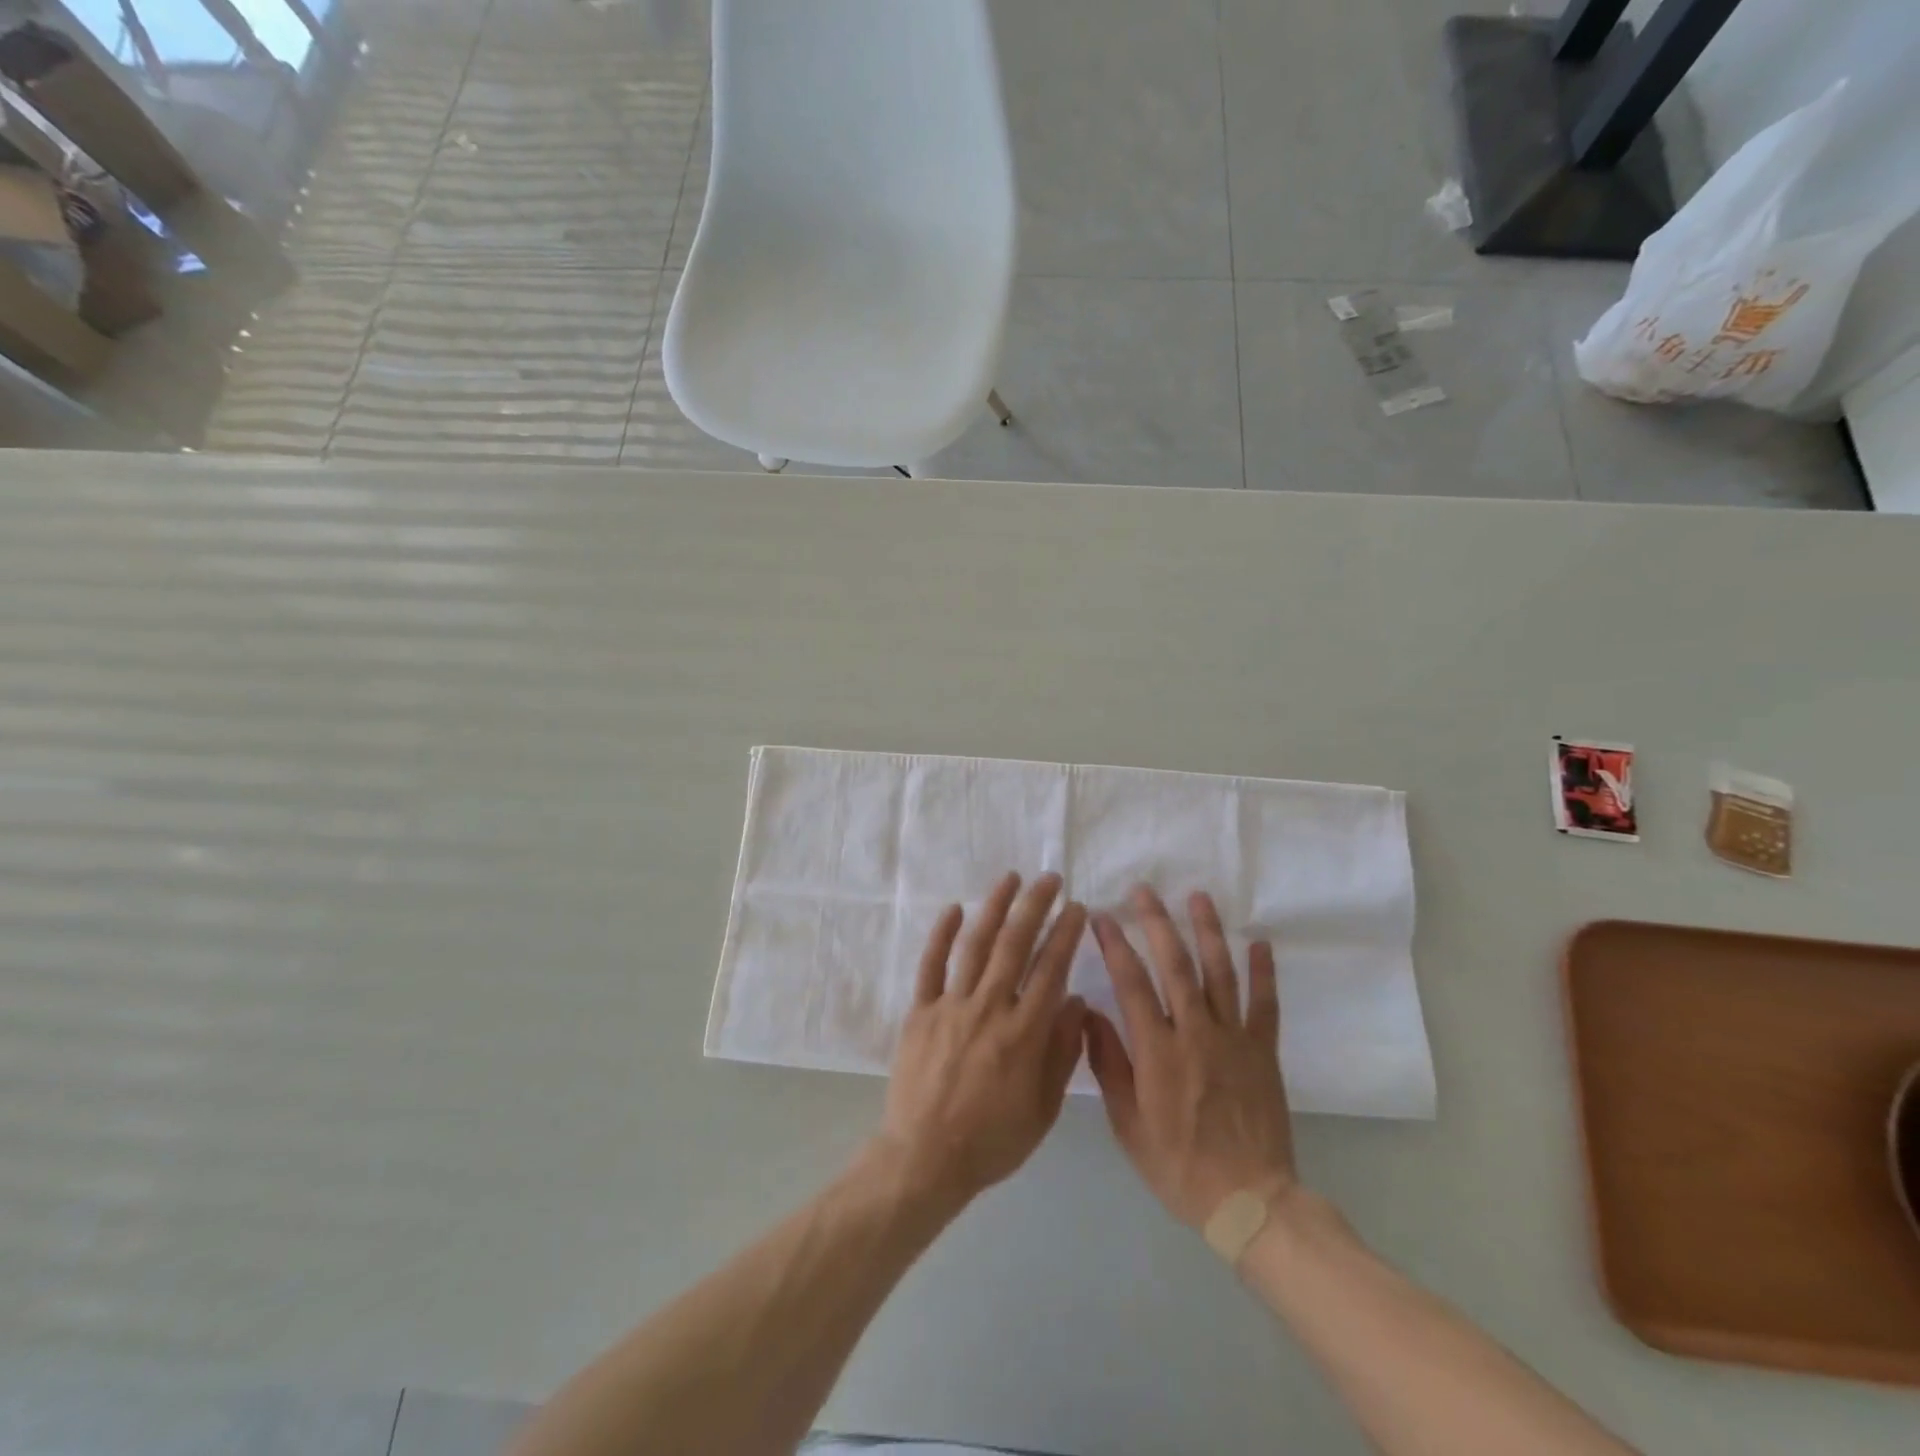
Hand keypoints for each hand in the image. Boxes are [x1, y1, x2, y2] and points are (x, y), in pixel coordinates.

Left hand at [873, 872, 1088, 1214]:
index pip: (1051, 969)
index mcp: (1024, 1033)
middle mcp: (989, 1008)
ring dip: (994, 907)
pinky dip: (942, 934)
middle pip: (1016, 945)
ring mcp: (951, 1006)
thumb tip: (1075, 1000)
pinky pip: (931, 965)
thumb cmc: (992, 1139)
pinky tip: (955, 908)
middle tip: (1049, 879)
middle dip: (1035, 906)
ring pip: (976, 945)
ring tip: (1010, 879)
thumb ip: (1062, 1052)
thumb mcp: (1043, 1108)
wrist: (926, 1158)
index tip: (1076, 908)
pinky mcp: (920, 1011)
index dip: (1066, 934)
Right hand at [1085, 885, 1295, 1228]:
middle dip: (1157, 923)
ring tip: (1197, 897)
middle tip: (1144, 891)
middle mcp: (1196, 1033)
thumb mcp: (1128, 1124)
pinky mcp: (1263, 1051)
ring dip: (1208, 931)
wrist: (1249, 1202)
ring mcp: (1234, 1038)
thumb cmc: (1178, 1165)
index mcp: (1158, 1050)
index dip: (1115, 946)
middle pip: (1175, 965)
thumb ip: (1108, 1065)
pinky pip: (1265, 1004)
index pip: (1131, 983)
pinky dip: (1263, 972)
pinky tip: (1260, 942)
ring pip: (1220, 973)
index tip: (1102, 917)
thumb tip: (1089, 1013)